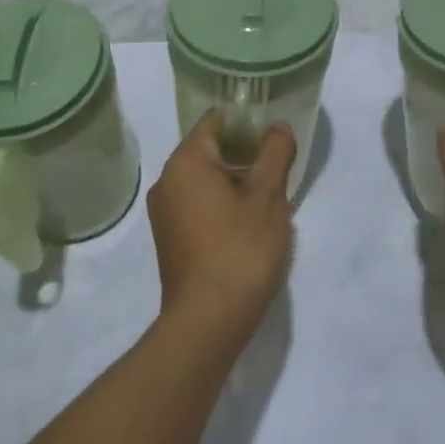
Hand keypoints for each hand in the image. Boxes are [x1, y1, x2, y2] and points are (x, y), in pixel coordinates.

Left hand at [148, 112, 295, 341]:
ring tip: (270, 194)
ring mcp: (165, 213)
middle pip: (210, 149)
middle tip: (279, 163)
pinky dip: (223, 202)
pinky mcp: (170, 239)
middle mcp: (167, 181)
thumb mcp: (269, 196)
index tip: (275, 131)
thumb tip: (278, 128)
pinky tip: (250, 222)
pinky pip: (199, 203)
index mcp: (185, 162)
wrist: (208, 323)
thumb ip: (275, 153)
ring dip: (237, 180)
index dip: (248, 120)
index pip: (216, 120)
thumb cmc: (240, 250)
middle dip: (245, 152)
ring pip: (205, 179)